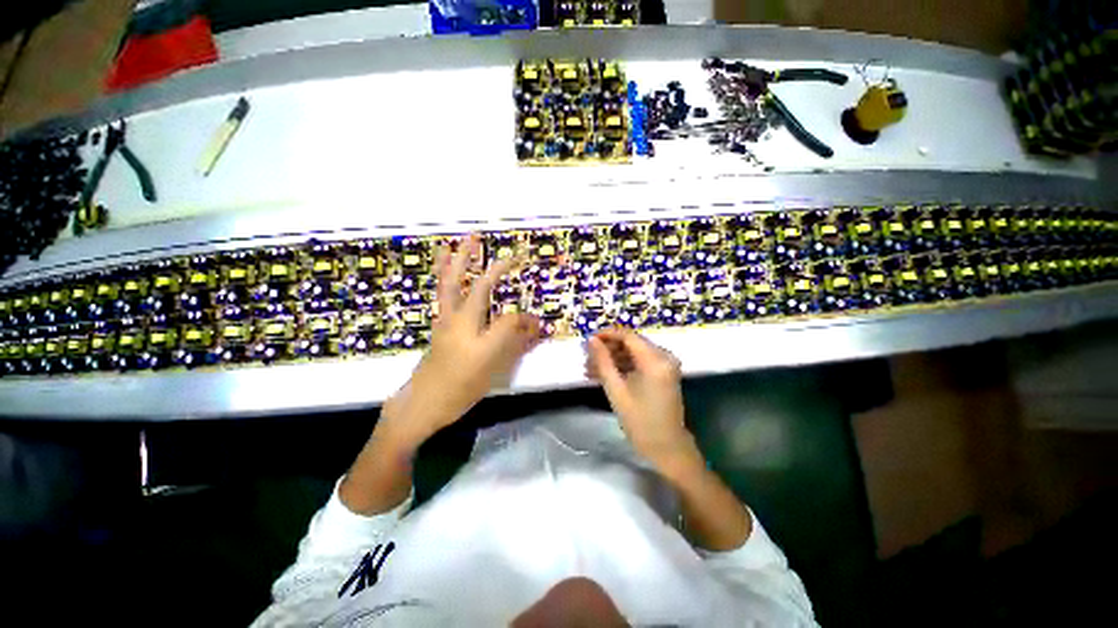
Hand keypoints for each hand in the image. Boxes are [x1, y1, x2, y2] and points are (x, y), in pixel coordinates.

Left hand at [379, 234, 543, 447]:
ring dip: (453, 262)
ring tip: (455, 243)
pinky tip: (446, 269)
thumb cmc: (458, 390)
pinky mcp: (439, 326)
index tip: (535, 322)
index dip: (524, 319)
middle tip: (481, 239)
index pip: (507, 319)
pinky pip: (442, 294)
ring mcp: (445, 322)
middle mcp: (458, 322)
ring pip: (448, 285)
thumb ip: (514, 344)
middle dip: (479, 262)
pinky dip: (443, 276)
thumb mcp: (491, 369)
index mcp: (474, 335)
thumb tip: (534, 326)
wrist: (421, 404)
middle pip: (469, 286)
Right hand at [585, 328, 696, 467]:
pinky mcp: (664, 372)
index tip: (588, 340)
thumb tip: (591, 340)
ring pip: (634, 352)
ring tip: (591, 370)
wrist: (667, 448)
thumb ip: (603, 362)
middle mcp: (664, 356)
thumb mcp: (616, 390)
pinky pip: (640, 362)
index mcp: (655, 360)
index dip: (606, 335)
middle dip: (608, 349)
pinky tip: (605, 375)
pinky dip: (624, 366)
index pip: (628, 336)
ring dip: (613, 358)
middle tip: (587, 358)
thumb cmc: (640, 422)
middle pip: (631, 343)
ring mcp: (665, 364)